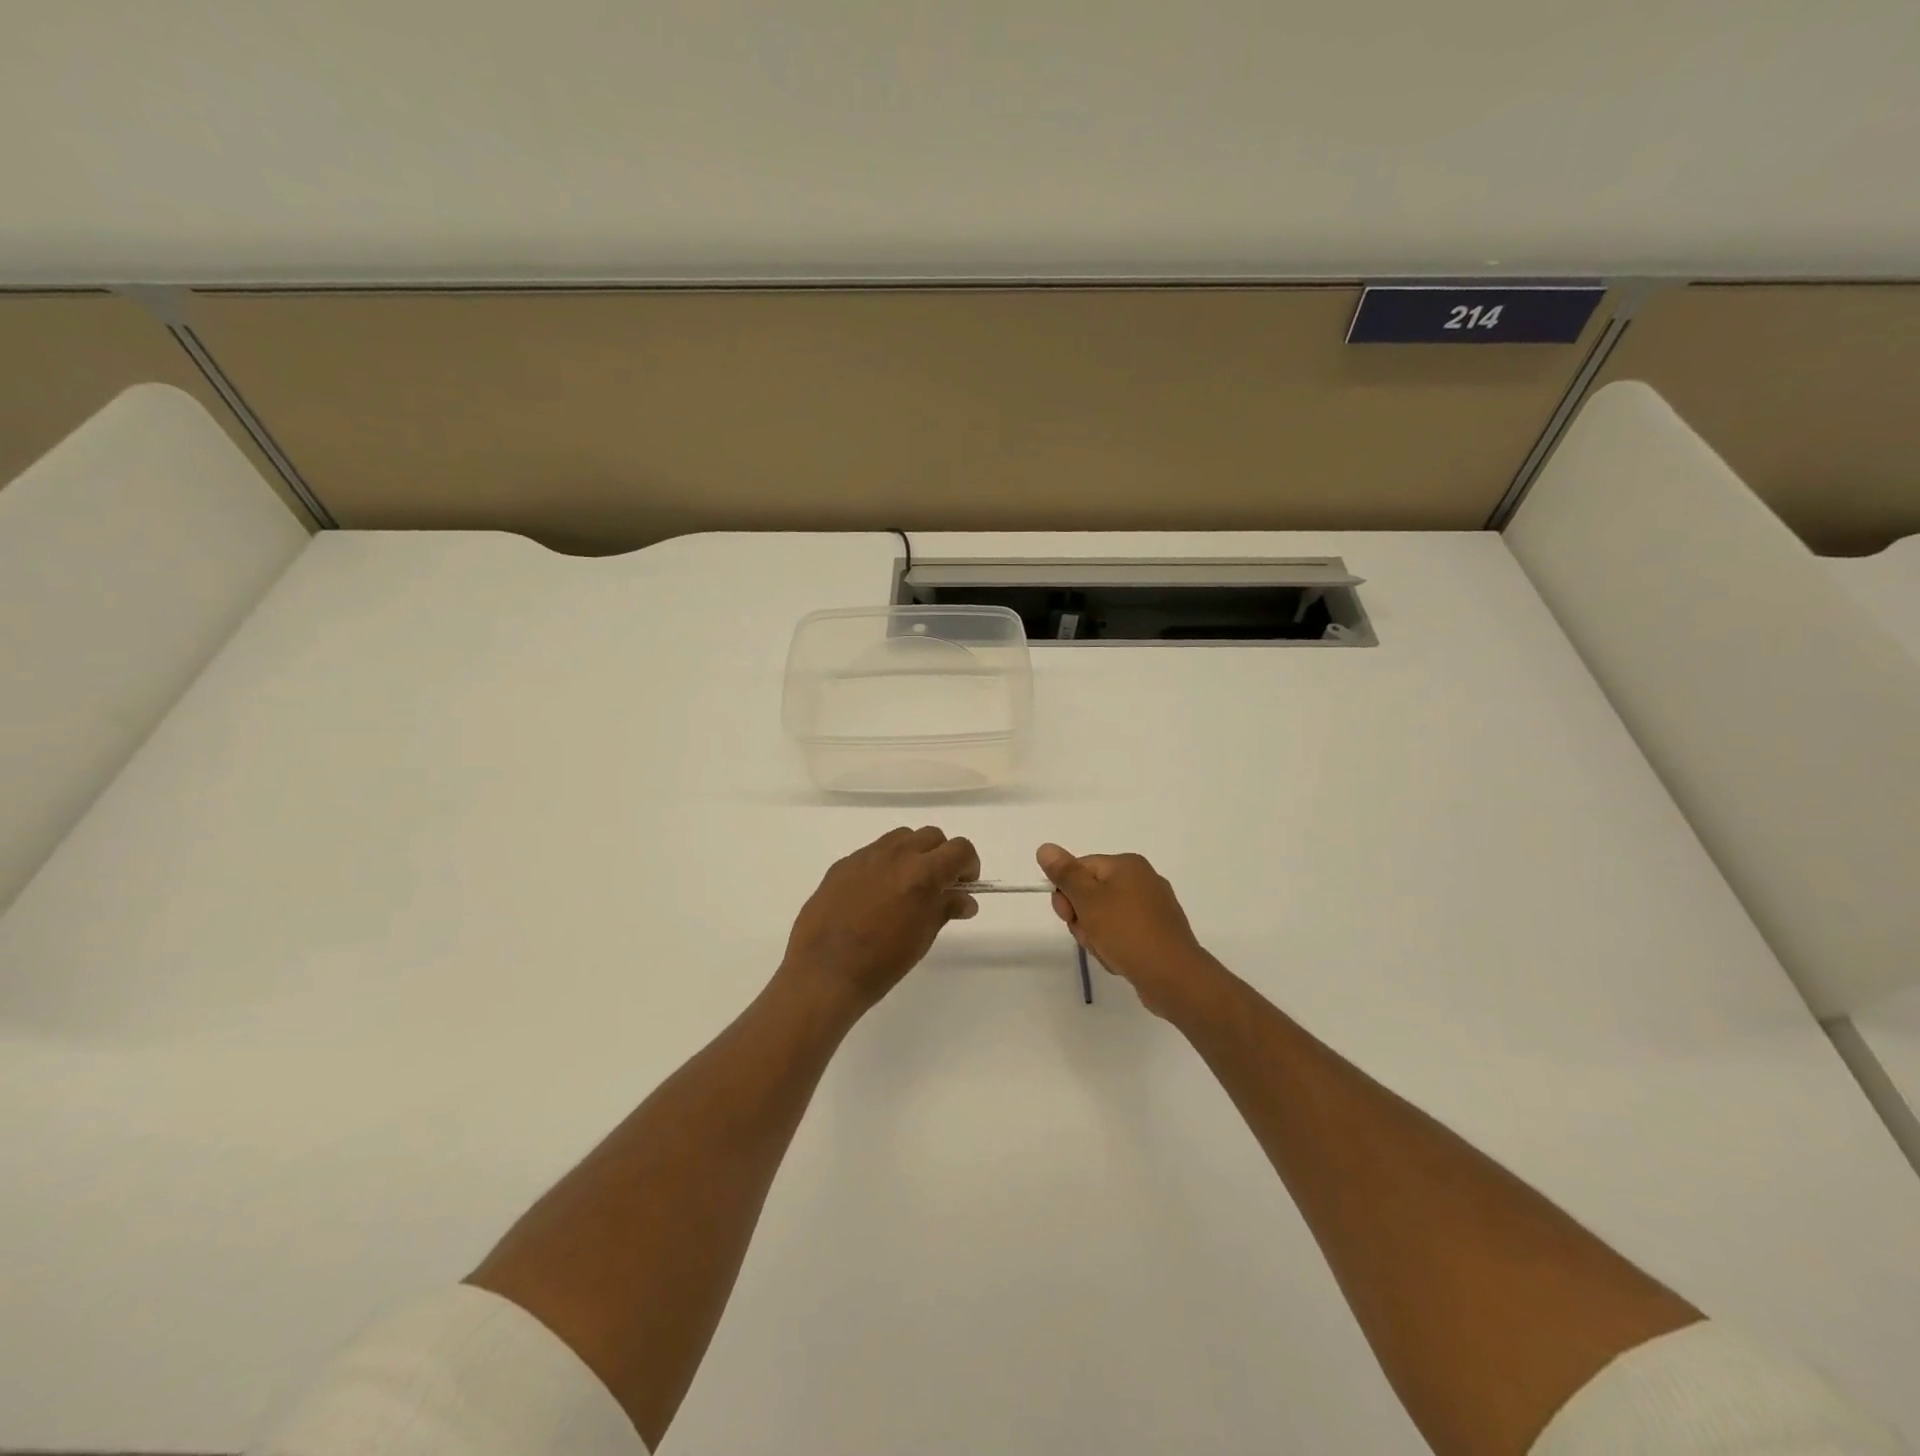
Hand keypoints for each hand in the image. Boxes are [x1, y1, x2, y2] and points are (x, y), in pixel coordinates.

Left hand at [780, 827, 980, 1015]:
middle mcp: (895, 855)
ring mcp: (865, 856)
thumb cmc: (882, 962)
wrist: (824, 973)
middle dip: (941, 856)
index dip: (968, 865)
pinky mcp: (842, 864)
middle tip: (938, 886)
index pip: (960, 849)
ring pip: (901, 837)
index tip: (964, 885)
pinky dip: (884, 864)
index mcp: (922, 873)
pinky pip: (873, 852)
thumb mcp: (923, 937)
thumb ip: (945, 908)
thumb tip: (965, 899)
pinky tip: (874, 895)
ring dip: (913, 854)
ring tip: (906, 886)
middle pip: (931, 836)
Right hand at [1037, 843, 1223, 1019]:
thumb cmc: (1127, 932)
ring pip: (1104, 917)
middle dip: (1082, 919)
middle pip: (1091, 894)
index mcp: (1127, 864)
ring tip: (1108, 952)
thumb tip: (1045, 847)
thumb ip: (1065, 873)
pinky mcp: (1157, 933)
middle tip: (1090, 936)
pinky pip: (1123, 934)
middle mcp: (1142, 879)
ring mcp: (1152, 908)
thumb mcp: (1089, 900)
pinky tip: (1120, 960)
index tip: (1068, 916)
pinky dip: (1115, 946)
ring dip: (1096, 936)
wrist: (1173, 977)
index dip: (1066, 894)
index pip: (1079, 869)